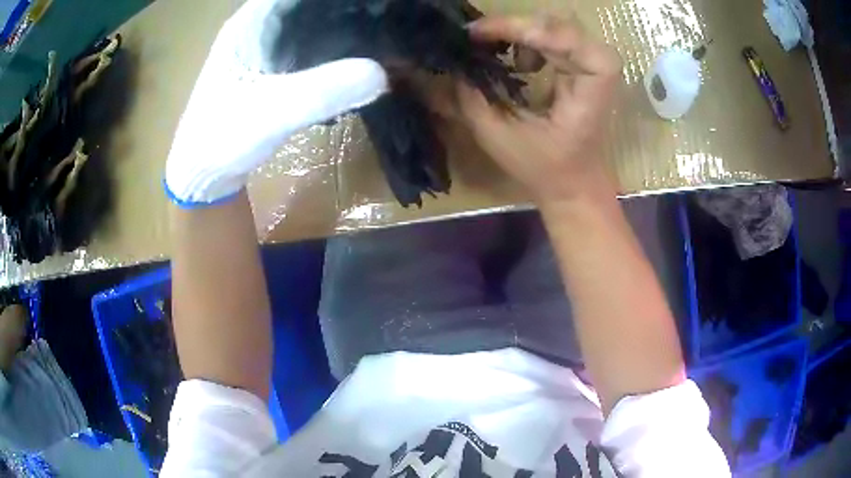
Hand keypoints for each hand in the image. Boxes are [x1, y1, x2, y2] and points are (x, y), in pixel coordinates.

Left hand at [165, 0, 388, 205]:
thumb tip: (382, 74)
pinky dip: (329, 48)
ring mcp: (261, 48)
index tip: (372, 3)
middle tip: (382, 18)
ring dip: (338, 26)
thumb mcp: (272, 113)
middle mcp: (256, 27)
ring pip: (307, 23)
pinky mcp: (267, 69)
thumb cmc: (221, 139)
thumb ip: (323, 91)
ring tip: (376, 32)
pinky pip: (305, 46)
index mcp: (250, 23)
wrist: (201, 176)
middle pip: (306, 5)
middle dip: (342, 10)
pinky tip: (350, 58)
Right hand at [455, 16, 621, 204]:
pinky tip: (519, 61)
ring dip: (520, 32)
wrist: (575, 184)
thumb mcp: (499, 138)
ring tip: (494, 48)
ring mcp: (592, 65)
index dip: (528, 29)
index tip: (485, 36)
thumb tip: (452, 65)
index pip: (570, 40)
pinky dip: (530, 39)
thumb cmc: (545, 169)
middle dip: (515, 26)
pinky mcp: (582, 66)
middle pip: (560, 25)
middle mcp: (598, 70)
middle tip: (477, 36)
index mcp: (590, 91)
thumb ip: (472, 99)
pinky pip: (556, 36)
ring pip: (556, 26)